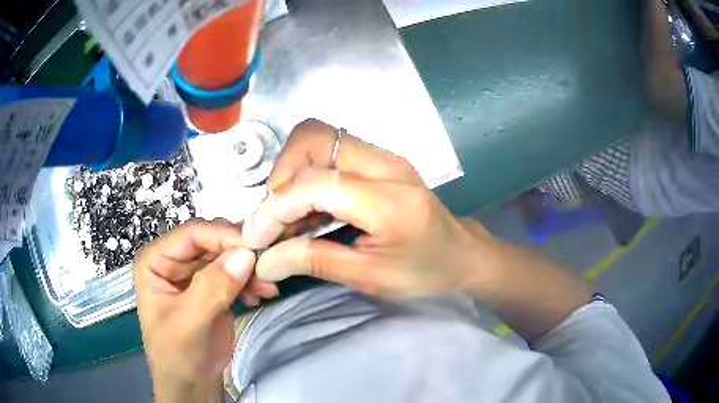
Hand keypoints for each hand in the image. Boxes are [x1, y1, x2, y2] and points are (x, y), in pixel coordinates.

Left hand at [133, 219, 277, 402]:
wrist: (192, 385)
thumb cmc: (177, 355)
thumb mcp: (188, 322)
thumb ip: (211, 289)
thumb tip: (244, 256)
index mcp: (156, 261)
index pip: (191, 236)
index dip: (221, 237)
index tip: (254, 247)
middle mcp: (174, 262)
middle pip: (212, 243)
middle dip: (239, 255)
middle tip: (267, 267)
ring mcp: (195, 276)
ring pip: (227, 258)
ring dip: (249, 269)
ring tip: (268, 287)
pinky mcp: (213, 290)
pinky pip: (235, 275)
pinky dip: (250, 282)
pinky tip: (261, 295)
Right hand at [242, 119, 499, 297]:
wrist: (463, 254)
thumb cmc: (425, 272)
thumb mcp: (370, 278)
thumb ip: (314, 262)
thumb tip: (264, 261)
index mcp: (387, 201)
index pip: (313, 184)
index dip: (274, 209)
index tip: (256, 238)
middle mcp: (385, 164)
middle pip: (312, 137)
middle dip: (280, 174)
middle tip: (276, 217)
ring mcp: (385, 156)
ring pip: (318, 136)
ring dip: (291, 170)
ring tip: (290, 214)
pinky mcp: (381, 158)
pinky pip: (331, 149)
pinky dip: (307, 171)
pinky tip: (309, 206)